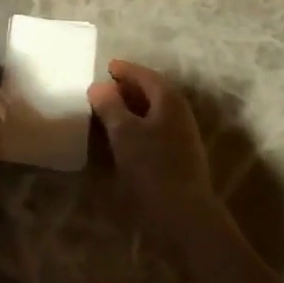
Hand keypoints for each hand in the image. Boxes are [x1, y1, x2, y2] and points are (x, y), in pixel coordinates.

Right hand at [88, 60, 222, 237]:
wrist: (185, 215)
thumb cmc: (152, 167)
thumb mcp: (124, 133)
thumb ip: (110, 106)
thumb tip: (98, 87)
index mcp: (169, 100)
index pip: (146, 75)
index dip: (125, 70)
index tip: (107, 67)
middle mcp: (180, 113)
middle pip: (153, 92)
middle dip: (129, 88)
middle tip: (106, 90)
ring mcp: (183, 135)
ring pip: (155, 112)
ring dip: (133, 108)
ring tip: (111, 113)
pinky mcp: (181, 156)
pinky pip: (157, 129)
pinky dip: (139, 126)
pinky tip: (125, 138)